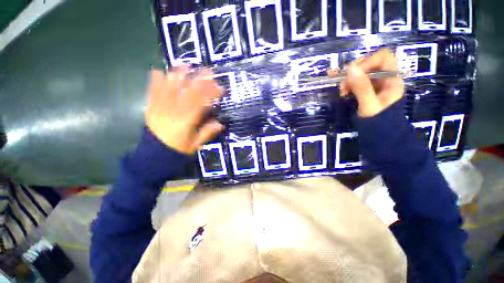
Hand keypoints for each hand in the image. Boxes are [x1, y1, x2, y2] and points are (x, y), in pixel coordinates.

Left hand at [145, 68, 223, 154]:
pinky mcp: (150, 108)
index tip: (220, 88)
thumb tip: (220, 124)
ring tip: (185, 65)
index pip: (201, 103)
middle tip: (208, 71)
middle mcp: (173, 111)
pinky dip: (156, 80)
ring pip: (169, 87)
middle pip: (187, 91)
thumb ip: (207, 133)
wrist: (154, 155)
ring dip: (178, 75)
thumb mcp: (195, 145)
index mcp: (186, 121)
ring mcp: (159, 108)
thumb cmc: (177, 150)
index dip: (211, 93)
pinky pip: (152, 91)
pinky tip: (159, 71)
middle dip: (199, 80)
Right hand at [329, 49, 404, 117]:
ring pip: (361, 74)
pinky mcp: (366, 91)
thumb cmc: (378, 121)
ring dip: (349, 80)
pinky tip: (341, 90)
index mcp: (391, 80)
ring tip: (342, 91)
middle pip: (370, 65)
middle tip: (343, 85)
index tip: (353, 73)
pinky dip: (347, 84)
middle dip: (354, 73)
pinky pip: (356, 82)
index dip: (367, 62)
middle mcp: (384, 79)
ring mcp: (375, 85)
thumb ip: (362, 87)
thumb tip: (350, 68)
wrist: (378, 135)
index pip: (383, 58)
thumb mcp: (369, 105)